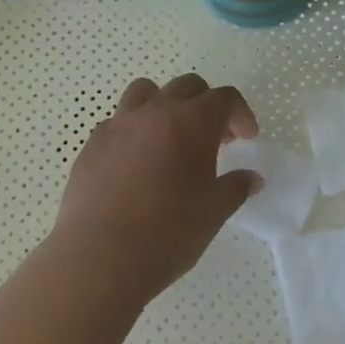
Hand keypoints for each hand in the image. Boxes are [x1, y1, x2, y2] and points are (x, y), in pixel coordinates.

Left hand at [50, 74, 261, 304]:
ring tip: (169, 138)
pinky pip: (117, 121)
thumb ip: (236, 188)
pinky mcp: (92, 143)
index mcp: (193, 122)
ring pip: (146, 91)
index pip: (224, 98)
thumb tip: (252, 178)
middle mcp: (156, 111)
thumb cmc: (167, 233)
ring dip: (165, 105)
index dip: (240, 114)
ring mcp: (120, 123)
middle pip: (187, 86)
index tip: (246, 139)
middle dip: (206, 105)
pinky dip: (133, 131)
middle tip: (213, 139)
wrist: (100, 257)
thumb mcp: (213, 213)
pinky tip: (135, 163)